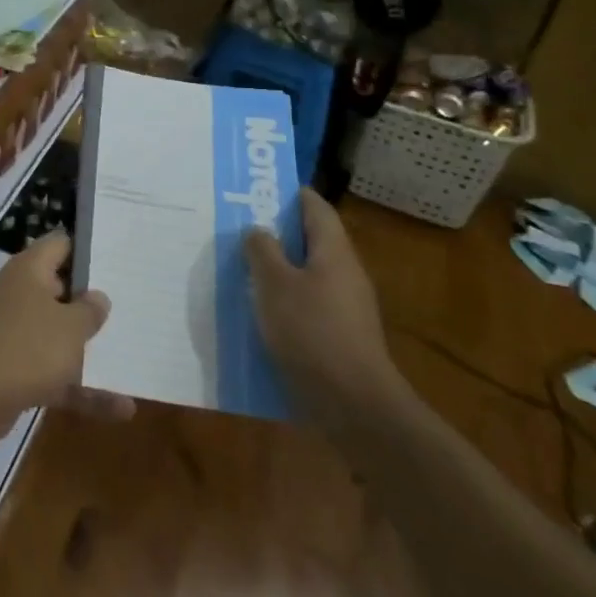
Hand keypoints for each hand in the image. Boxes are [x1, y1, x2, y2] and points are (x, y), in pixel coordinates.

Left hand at [0, 231, 133, 452]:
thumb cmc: (25, 348)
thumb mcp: (70, 327)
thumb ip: (89, 311)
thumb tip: (98, 296)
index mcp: (29, 270)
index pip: (60, 245)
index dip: (87, 249)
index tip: (118, 260)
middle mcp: (19, 295)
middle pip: (60, 291)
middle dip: (91, 302)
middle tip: (131, 307)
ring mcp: (14, 334)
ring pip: (57, 336)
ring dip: (89, 350)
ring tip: (132, 356)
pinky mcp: (12, 371)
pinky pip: (54, 374)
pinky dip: (80, 389)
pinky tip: (120, 409)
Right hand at [245, 189, 402, 409]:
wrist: (354, 406)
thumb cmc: (311, 332)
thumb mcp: (274, 284)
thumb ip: (262, 251)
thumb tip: (258, 230)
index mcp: (334, 252)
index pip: (316, 207)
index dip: (291, 194)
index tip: (260, 189)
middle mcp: (345, 273)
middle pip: (312, 241)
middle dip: (278, 233)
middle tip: (241, 228)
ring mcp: (347, 308)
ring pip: (308, 275)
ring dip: (279, 270)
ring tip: (242, 269)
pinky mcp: (341, 338)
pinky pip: (309, 305)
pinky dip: (285, 301)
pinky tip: (260, 313)